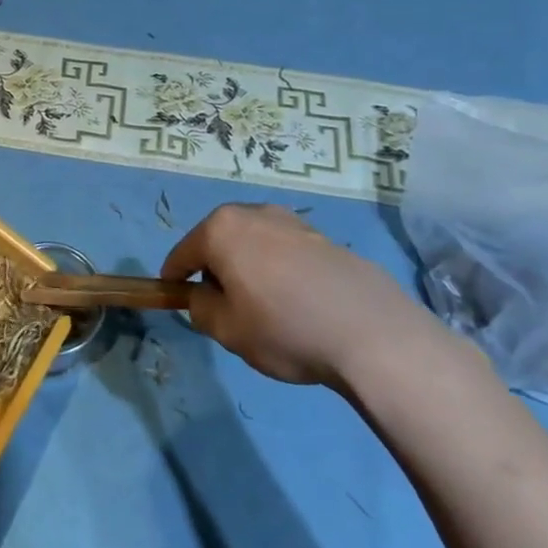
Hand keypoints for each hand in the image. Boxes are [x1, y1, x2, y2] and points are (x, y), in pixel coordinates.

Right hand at [160, 204, 437, 386]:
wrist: (373, 333)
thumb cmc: (285, 329)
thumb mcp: (226, 329)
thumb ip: (200, 308)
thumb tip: (202, 296)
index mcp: (221, 229)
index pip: (182, 253)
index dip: (174, 279)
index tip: (175, 300)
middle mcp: (253, 213)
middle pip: (218, 242)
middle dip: (215, 270)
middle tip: (224, 309)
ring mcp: (292, 222)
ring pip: (253, 245)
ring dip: (249, 269)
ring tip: (265, 309)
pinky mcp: (324, 238)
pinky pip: (285, 253)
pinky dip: (280, 272)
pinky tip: (298, 305)